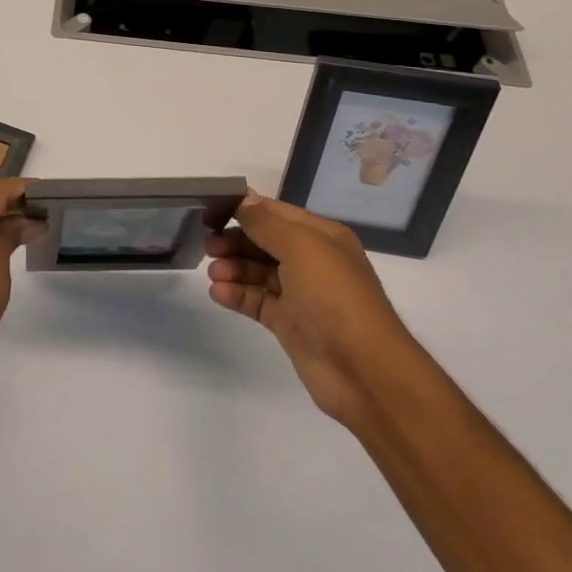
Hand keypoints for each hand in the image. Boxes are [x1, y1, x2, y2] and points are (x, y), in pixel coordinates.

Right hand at [206, 192, 416, 425]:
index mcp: (322, 237)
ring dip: (233, 268)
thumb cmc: (334, 297)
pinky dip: (237, 294)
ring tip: (212, 273)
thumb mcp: (301, 247)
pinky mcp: (289, 324)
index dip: (246, 208)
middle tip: (207, 245)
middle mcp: (312, 262)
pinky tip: (217, 292)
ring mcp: (300, 294)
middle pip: (265, 242)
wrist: (364, 371)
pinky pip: (257, 301)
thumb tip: (243, 200)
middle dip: (236, 240)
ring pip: (258, 272)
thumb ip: (266, 223)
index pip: (277, 213)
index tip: (213, 207)